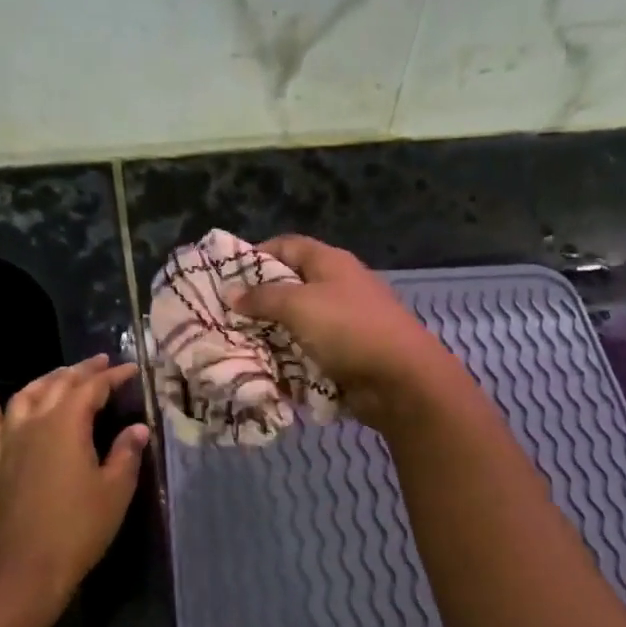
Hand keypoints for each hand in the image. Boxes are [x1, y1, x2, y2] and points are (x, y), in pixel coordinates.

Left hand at [0, 355, 149, 611]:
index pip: (92, 389)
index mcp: (67, 425)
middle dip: (81, 371)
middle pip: (58, 385)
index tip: (131, 369)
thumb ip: (126, 453)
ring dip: (45, 381)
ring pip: (25, 396)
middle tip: (101, 363)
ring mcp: (10, 442)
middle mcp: (35, 423)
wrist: (27, 568)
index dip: (113, 377)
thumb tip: (137, 428)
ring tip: (61, 375)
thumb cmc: (79, 528)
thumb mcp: (115, 490)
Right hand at [234, 235, 464, 427]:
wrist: (401, 380)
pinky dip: (288, 361)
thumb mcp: (299, 306)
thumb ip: (263, 297)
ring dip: (270, 336)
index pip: (287, 246)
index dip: (255, 255)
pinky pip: (308, 353)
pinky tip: (264, 370)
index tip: (226, 276)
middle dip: (258, 303)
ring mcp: (343, 323)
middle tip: (224, 317)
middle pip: (290, 287)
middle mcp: (337, 288)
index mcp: (330, 263)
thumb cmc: (349, 330)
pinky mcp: (345, 355)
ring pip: (296, 324)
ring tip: (236, 346)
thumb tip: (232, 293)